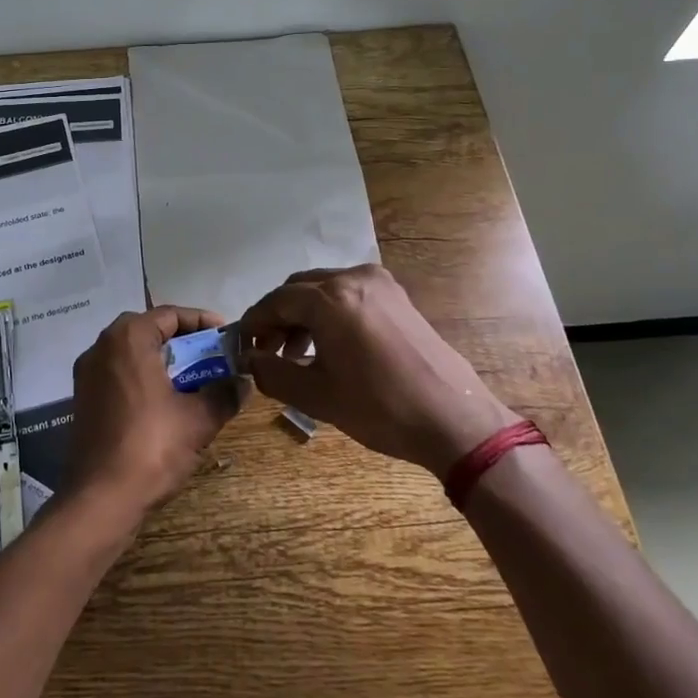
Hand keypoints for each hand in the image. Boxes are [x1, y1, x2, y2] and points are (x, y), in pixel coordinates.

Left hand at [67, 307, 243, 518]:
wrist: (100, 497)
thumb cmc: (152, 446)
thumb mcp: (199, 419)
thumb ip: (224, 393)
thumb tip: (243, 382)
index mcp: (127, 339)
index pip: (169, 315)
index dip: (201, 322)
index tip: (226, 336)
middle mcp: (101, 346)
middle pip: (148, 330)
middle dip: (182, 341)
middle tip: (211, 356)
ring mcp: (87, 373)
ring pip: (131, 353)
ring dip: (162, 360)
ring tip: (193, 379)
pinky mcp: (83, 399)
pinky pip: (118, 374)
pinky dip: (143, 378)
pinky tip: (165, 401)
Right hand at [239, 265, 520, 475]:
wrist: (455, 419)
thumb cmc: (381, 408)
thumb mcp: (317, 396)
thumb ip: (272, 373)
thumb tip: (250, 360)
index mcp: (331, 299)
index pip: (275, 301)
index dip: (253, 324)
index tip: (242, 347)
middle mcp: (353, 278)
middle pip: (298, 289)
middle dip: (277, 317)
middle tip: (266, 352)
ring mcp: (379, 283)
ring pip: (323, 289)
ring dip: (302, 315)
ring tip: (295, 353)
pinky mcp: (397, 296)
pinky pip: (348, 294)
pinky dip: (329, 312)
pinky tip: (328, 345)